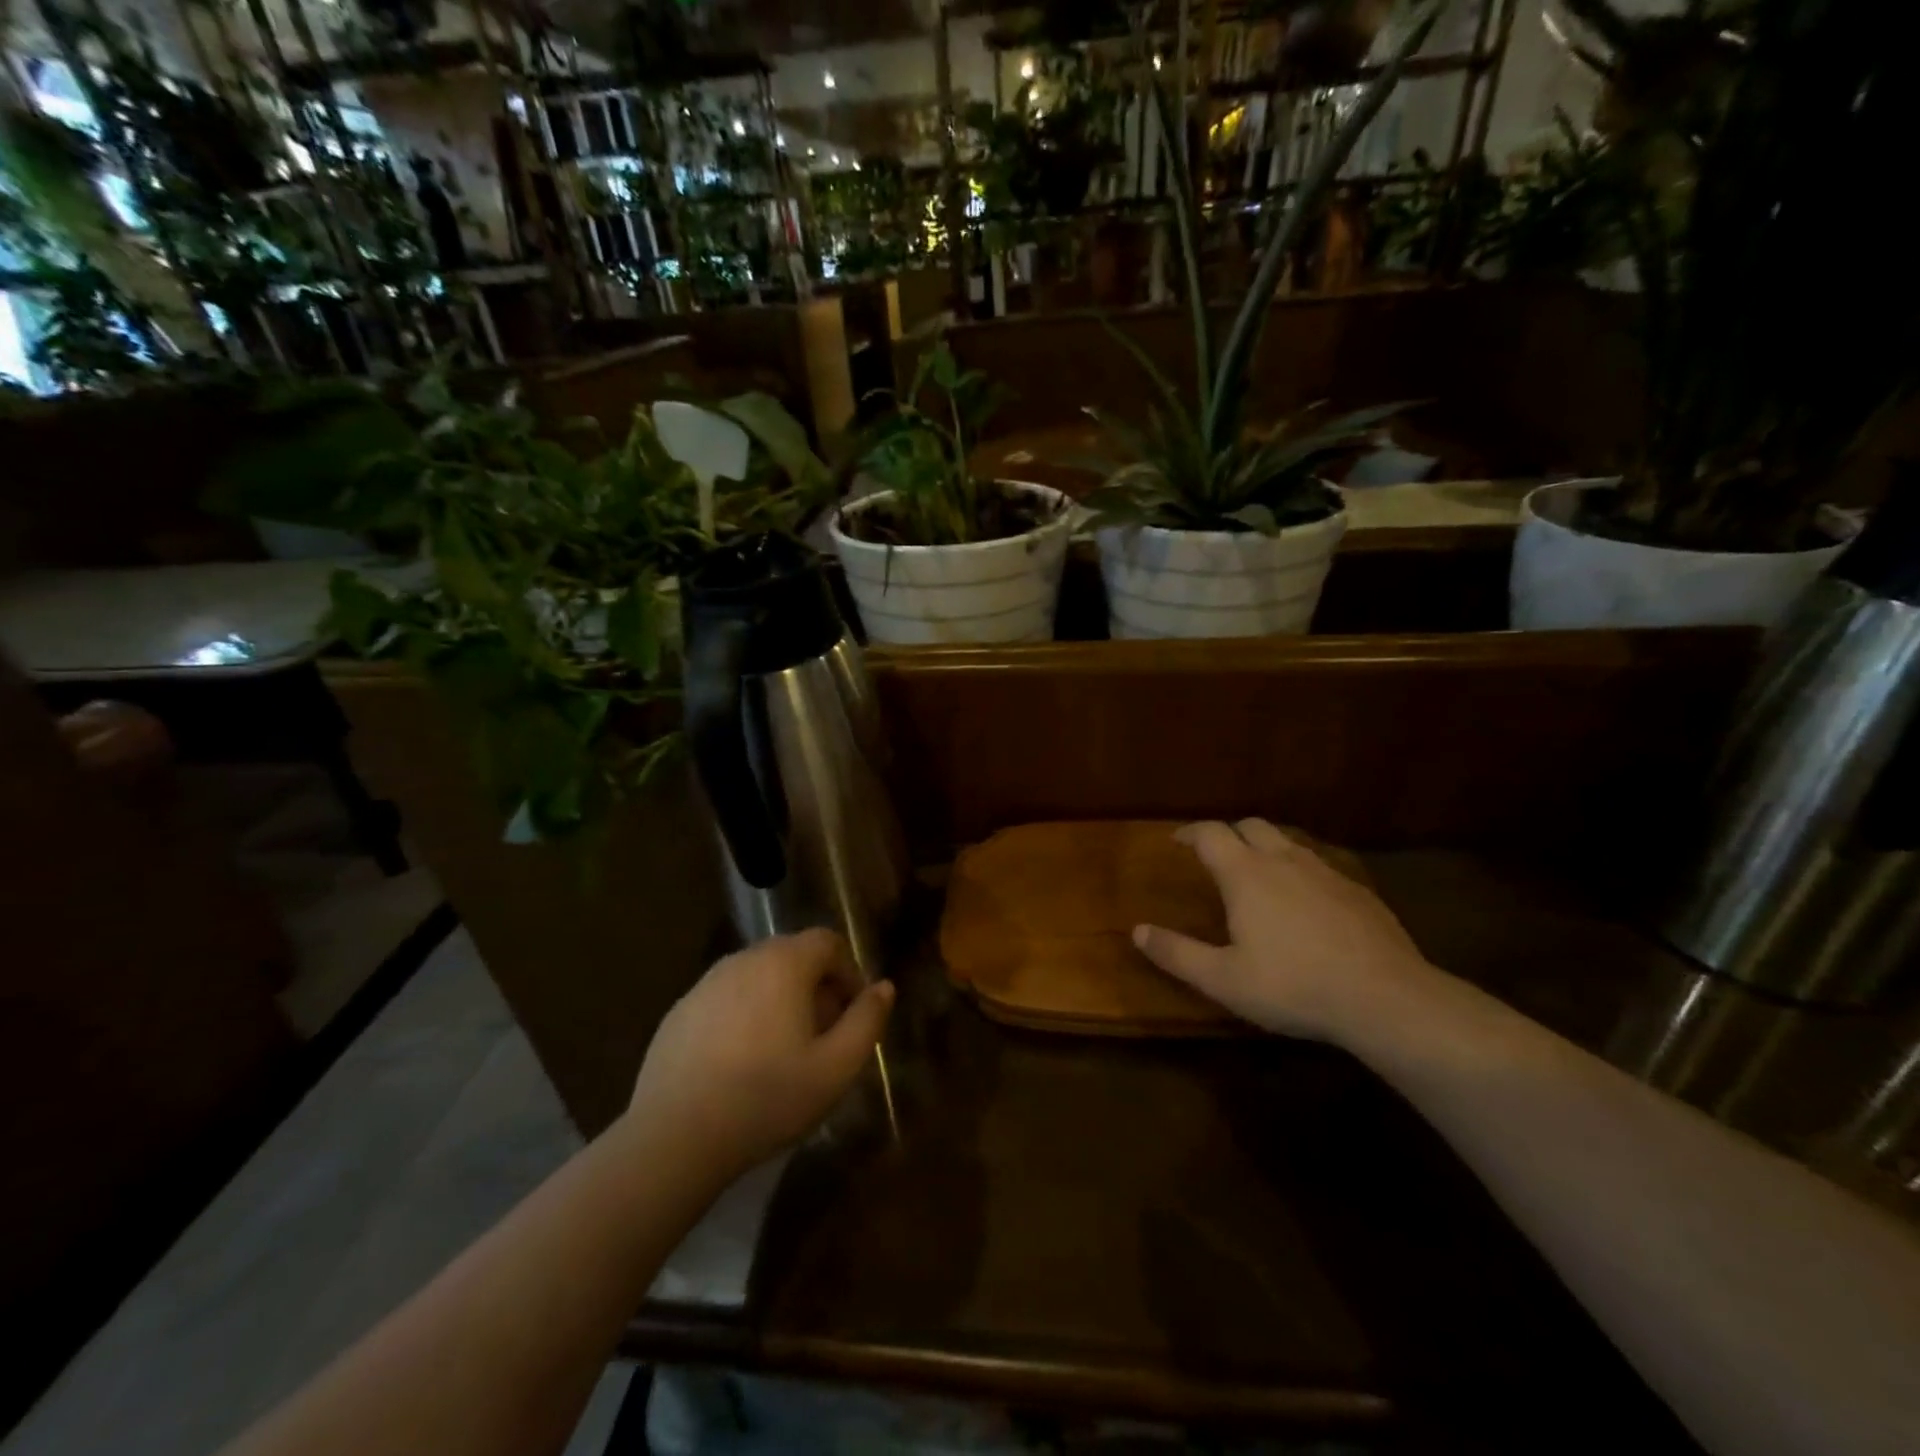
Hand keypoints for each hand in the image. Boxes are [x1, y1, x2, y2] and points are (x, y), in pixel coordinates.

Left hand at [627, 929, 894, 1177]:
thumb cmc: (767, 1098)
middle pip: (792, 955)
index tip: (852, 1014)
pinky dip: (744, 1015)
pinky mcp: (680, 1010)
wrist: (674, 1137)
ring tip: (783, 1051)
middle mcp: (744, 959)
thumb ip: (866, 1021)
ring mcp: (706, 983)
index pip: (828, 942)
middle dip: (816, 986)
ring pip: (758, 976)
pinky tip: (740, 1063)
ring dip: (779, 1000)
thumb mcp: (836, 1068)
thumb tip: (883, 988)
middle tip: (823, 1035)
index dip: (848, 972)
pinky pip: (726, 998)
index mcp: (784, 963)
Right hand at [1134, 819, 1435, 1041]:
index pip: (1210, 833)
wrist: (1386, 998)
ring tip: (1259, 877)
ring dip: (1266, 850)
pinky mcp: (1358, 891)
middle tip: (1216, 856)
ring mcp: (1326, 872)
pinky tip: (1306, 905)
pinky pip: (1319, 867)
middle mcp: (1284, 861)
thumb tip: (1137, 931)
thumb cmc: (1293, 986)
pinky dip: (1300, 873)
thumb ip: (1177, 953)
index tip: (1177, 841)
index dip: (1189, 832)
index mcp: (1246, 874)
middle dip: (1229, 834)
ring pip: (1288, 843)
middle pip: (1251, 826)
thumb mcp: (1224, 979)